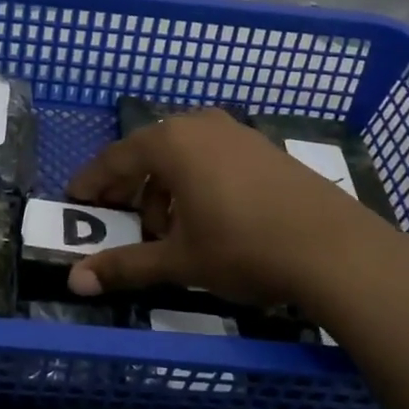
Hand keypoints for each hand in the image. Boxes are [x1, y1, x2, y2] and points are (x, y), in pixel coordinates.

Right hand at [65, 109, 408, 311]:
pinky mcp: (263, 146)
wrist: (334, 248)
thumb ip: (125, 266)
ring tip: (170, 231)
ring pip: (183, 155)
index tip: (75, 199)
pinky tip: (208, 218)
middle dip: (131, 187)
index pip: (116, 158)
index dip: (93, 181)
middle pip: (150, 152)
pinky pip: (213, 157)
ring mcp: (236, 132)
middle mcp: (200, 125)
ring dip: (166, 188)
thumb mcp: (179, 261)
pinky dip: (197, 182)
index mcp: (172, 142)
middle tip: (122, 221)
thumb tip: (74, 283)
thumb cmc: (243, 248)